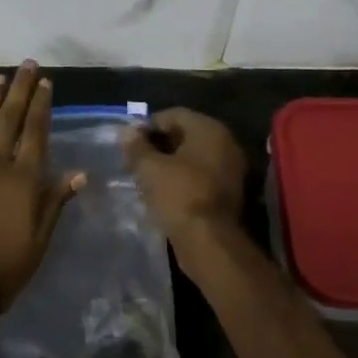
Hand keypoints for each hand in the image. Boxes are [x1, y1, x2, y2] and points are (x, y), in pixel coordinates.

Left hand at [0, 62, 84, 323]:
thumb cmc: (1, 272)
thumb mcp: (38, 243)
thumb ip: (55, 203)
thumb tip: (80, 173)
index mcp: (23, 180)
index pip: (36, 133)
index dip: (42, 105)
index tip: (46, 82)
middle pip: (10, 120)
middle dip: (20, 91)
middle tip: (27, 65)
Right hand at [122, 108, 247, 246]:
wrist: (209, 242)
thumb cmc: (178, 195)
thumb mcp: (149, 168)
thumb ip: (136, 146)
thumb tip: (126, 131)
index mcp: (209, 129)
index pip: (174, 114)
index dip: (149, 125)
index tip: (130, 140)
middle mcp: (225, 143)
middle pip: (186, 134)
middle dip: (159, 144)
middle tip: (136, 158)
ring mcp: (231, 169)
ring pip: (194, 157)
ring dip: (171, 163)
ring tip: (146, 176)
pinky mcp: (230, 193)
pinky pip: (201, 176)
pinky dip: (183, 179)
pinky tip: (164, 191)